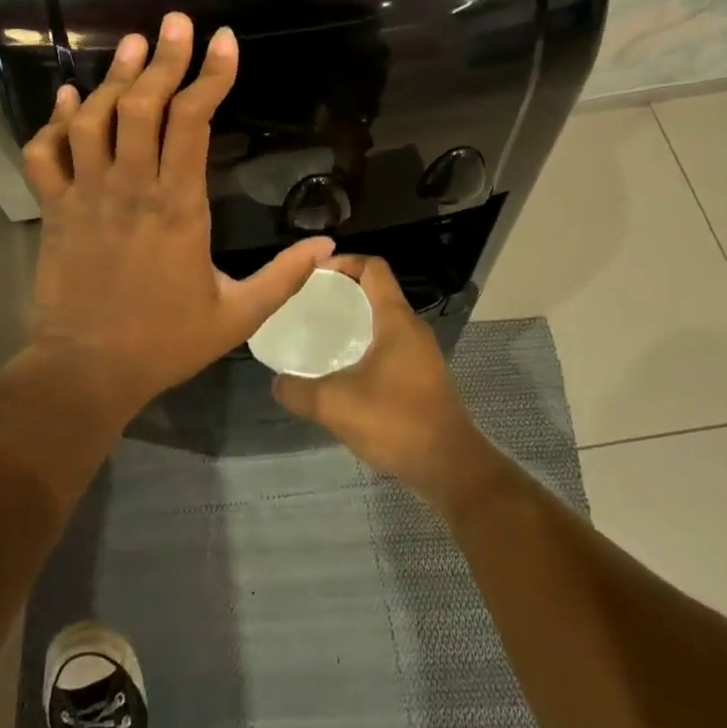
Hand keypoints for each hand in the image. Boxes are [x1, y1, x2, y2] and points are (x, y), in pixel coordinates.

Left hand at [19, 12, 334, 421]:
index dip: (211, 76)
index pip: (194, 123)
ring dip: (114, 77)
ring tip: (134, 44)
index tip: (225, 40)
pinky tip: (71, 99)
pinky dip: (55, 121)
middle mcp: (131, 188)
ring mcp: (87, 195)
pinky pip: (46, 154)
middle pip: (144, 106)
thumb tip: (331, 249)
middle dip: (164, 58)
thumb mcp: (238, 315)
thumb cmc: (165, 342)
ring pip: (94, 119)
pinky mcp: (55, 209)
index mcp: (179, 206)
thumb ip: (285, 278)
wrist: (87, 370)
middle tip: (177, 21)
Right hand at [272, 255, 504, 513]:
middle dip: (344, 292)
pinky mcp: (424, 378)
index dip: (344, 261)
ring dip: (356, 322)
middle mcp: (412, 329)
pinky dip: (367, 347)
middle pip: (378, 292)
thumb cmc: (395, 421)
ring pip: (384, 322)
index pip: (373, 268)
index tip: (315, 273)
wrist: (450, 466)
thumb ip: (299, 390)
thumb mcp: (335, 404)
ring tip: (322, 335)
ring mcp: (422, 354)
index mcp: (396, 320)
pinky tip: (344, 372)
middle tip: (310, 304)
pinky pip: (391, 347)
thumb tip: (277, 382)